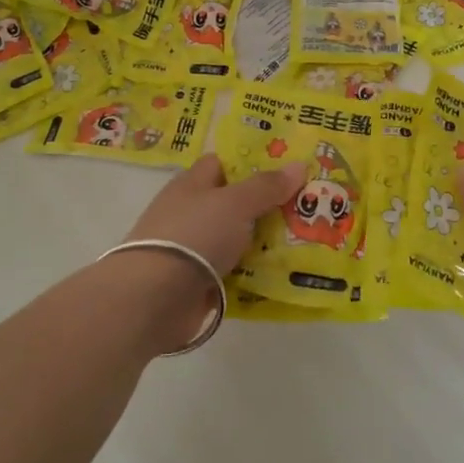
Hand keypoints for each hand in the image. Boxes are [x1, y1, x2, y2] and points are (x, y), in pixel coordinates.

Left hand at [126, 153, 306, 277]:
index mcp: (192, 184)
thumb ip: (266, 186)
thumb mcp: (235, 203)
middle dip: (268, 206)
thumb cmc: (195, 235)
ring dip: (264, 242)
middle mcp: (190, 213)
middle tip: (308, 207)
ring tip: (307, 241)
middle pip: (234, 203)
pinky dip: (253, 272)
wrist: (155, 297)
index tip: (286, 170)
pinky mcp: (197, 281)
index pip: (222, 164)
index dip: (251, 164)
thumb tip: (299, 164)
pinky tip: (283, 273)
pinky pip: (233, 271)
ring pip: (237, 239)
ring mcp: (192, 249)